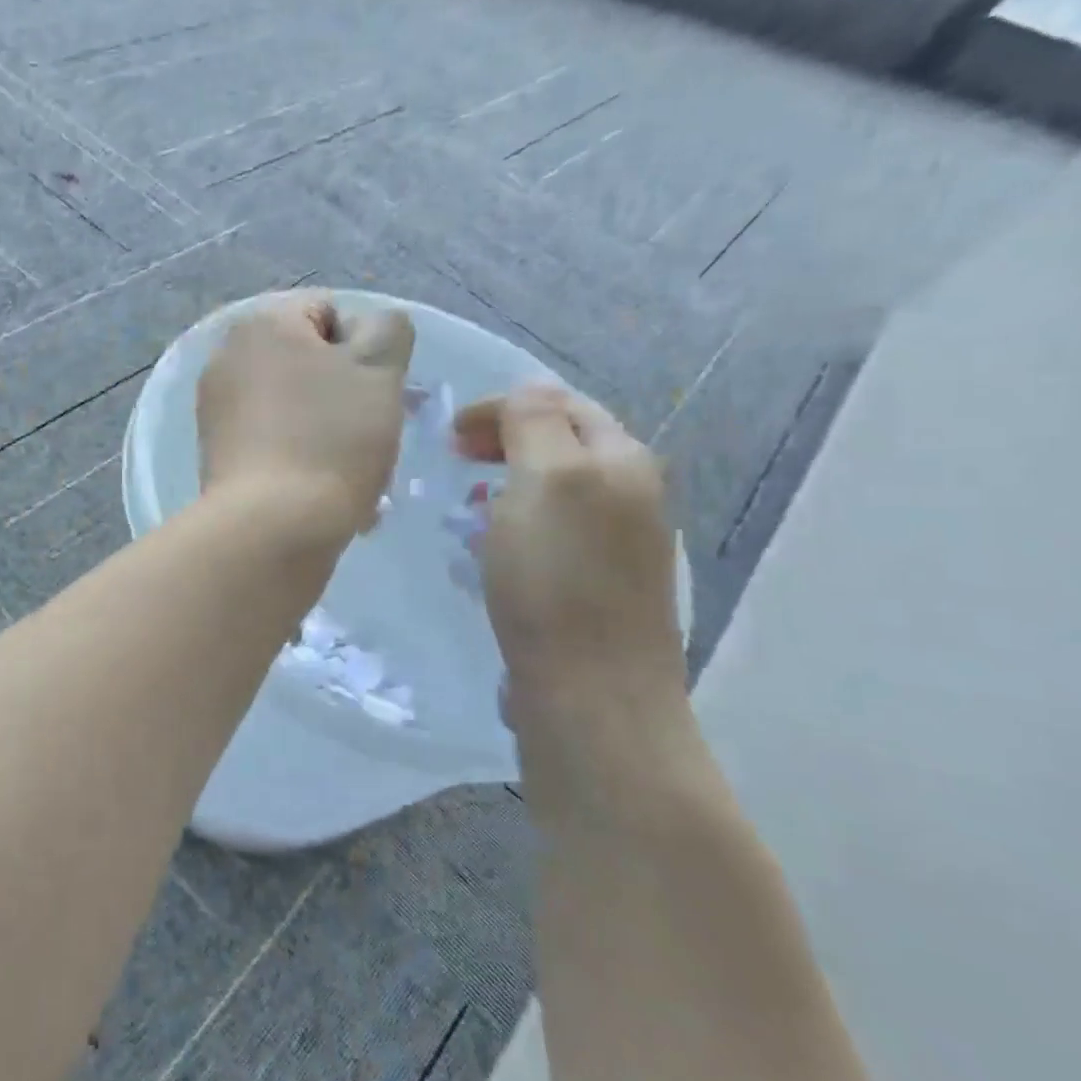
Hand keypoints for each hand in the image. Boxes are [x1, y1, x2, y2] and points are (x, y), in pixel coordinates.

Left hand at [197, 295, 413, 539]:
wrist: (270, 527)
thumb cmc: (331, 439)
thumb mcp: (379, 370)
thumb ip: (387, 331)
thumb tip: (370, 329)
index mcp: (261, 324)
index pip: (329, 312)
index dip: (365, 349)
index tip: (376, 393)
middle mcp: (227, 358)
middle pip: (308, 364)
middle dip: (345, 395)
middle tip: (370, 435)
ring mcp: (215, 409)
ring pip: (294, 408)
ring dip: (328, 431)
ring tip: (352, 473)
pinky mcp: (215, 454)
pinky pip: (271, 442)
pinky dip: (299, 458)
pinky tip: (322, 491)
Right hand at [454, 385, 684, 715]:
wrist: (593, 692)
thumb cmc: (557, 580)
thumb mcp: (544, 481)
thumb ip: (535, 423)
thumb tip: (529, 389)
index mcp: (622, 460)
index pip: (560, 404)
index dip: (501, 408)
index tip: (449, 435)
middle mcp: (631, 494)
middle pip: (564, 444)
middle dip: (507, 440)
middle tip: (454, 459)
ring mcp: (619, 545)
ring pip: (556, 490)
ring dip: (509, 483)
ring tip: (468, 503)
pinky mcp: (598, 586)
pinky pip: (553, 533)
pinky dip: (517, 524)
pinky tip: (492, 551)